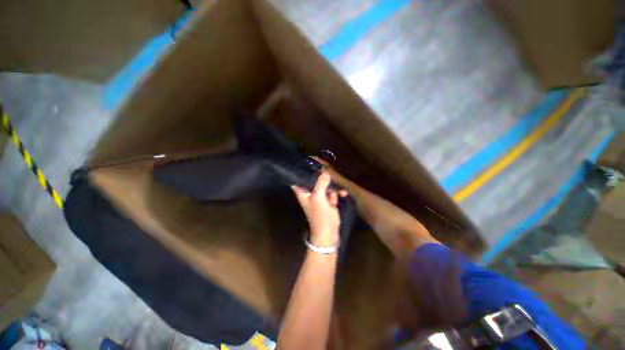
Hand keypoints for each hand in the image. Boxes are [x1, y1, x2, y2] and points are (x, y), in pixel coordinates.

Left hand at [292, 172, 347, 246]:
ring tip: (333, 196)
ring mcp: (320, 195)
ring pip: (325, 184)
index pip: (298, 178)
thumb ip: (321, 183)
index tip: (309, 162)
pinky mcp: (328, 199)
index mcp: (303, 192)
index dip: (302, 170)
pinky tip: (342, 194)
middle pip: (314, 179)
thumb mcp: (318, 197)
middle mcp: (310, 192)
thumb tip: (325, 172)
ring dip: (332, 187)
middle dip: (322, 176)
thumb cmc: (319, 215)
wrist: (329, 231)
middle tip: (328, 173)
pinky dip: (337, 193)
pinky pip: (332, 191)